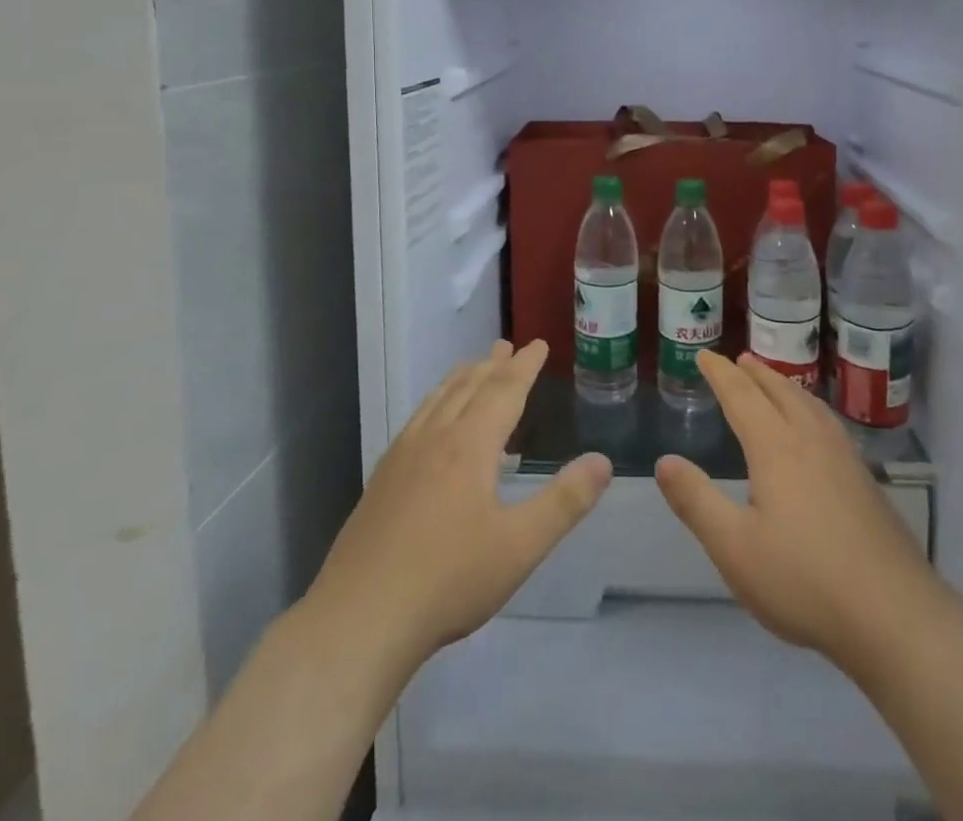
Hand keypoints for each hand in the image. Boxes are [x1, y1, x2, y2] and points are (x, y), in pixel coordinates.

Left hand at [306, 339, 611, 673]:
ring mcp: (402, 457)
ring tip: (471, 367)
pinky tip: (430, 423)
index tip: (538, 343)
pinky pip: (415, 422)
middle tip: (507, 346)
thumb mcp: (520, 547)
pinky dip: (433, 405)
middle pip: (468, 388)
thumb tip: (603, 461)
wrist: (360, 618)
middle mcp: (435, 438)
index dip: (524, 366)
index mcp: (470, 446)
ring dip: (460, 379)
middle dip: (492, 365)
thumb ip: (564, 502)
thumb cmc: (448, 580)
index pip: (504, 391)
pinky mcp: (381, 480)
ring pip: (437, 402)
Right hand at [655, 350, 938, 668]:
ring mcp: (845, 459)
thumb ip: (696, 502)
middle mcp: (811, 440)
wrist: (895, 615)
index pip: (742, 396)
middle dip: (756, 374)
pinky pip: (830, 424)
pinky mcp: (867, 482)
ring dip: (786, 387)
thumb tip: (664, 461)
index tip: (705, 356)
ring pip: (810, 405)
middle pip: (780, 392)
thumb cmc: (804, 580)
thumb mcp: (734, 548)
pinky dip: (812, 408)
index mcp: (776, 448)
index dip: (721, 374)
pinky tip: (818, 429)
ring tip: (775, 382)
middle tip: (739, 359)